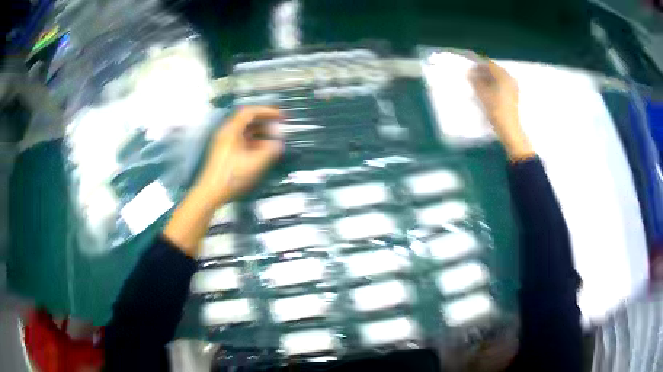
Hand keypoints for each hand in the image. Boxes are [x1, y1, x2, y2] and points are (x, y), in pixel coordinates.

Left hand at [164, 106, 282, 254]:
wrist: (210, 192)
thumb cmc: (231, 177)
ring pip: (244, 129)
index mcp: (231, 130)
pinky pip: (241, 138)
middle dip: (264, 119)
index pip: (250, 112)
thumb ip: (269, 151)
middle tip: (278, 123)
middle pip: (246, 118)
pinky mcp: (224, 151)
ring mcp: (224, 141)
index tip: (280, 115)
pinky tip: (262, 147)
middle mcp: (226, 132)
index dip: (267, 111)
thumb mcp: (254, 163)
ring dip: (259, 129)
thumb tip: (278, 143)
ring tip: (273, 135)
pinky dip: (253, 139)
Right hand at [469, 61, 533, 160]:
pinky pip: (502, 85)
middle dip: (484, 72)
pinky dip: (494, 85)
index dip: (478, 65)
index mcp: (504, 77)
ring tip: (479, 84)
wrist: (509, 130)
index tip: (470, 69)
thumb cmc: (496, 111)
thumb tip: (469, 73)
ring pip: (498, 78)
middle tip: (473, 76)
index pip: (489, 65)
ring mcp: (513, 88)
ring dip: (488, 79)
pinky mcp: (513, 96)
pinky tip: (488, 91)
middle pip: (495, 71)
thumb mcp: (483, 95)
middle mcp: (510, 79)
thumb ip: (475, 81)